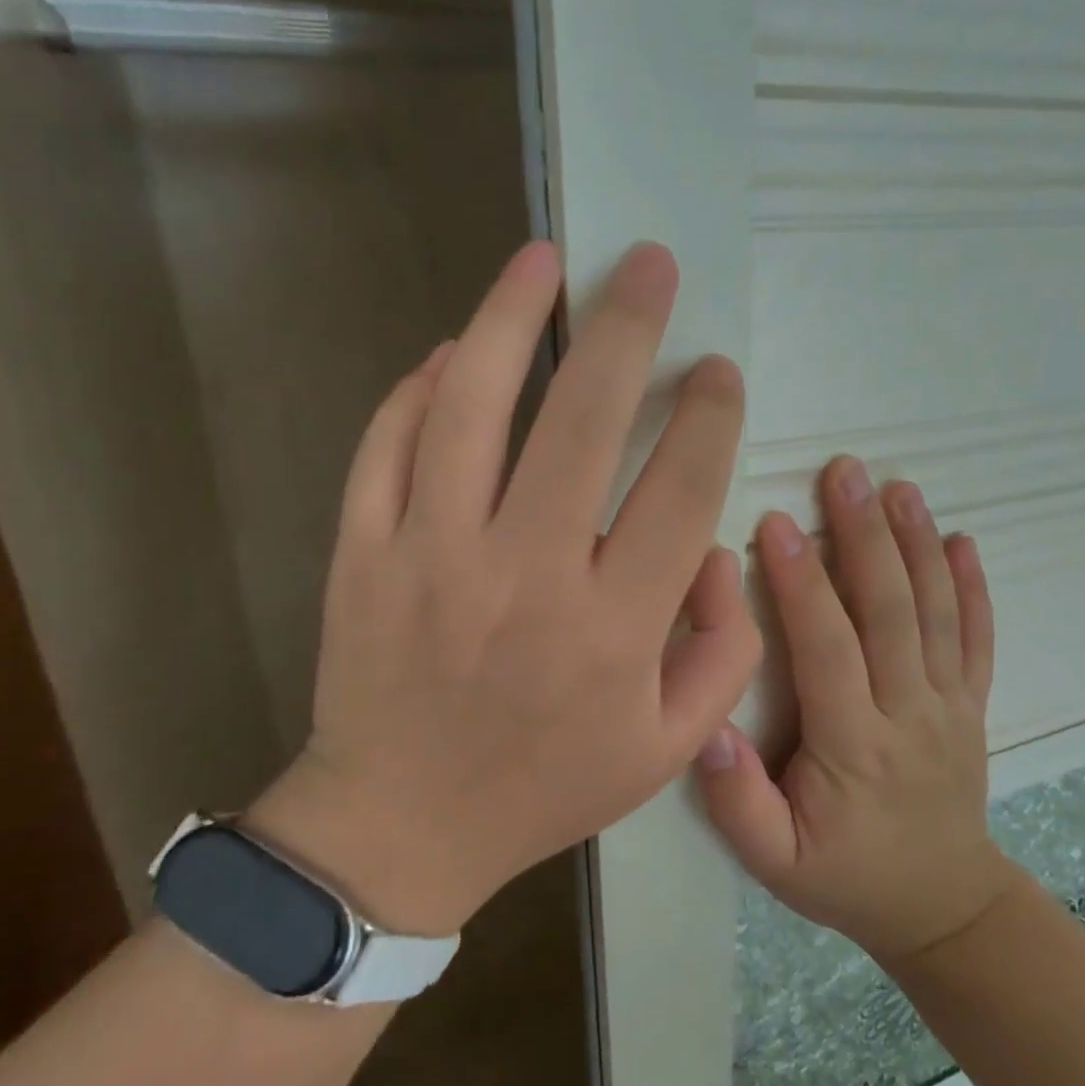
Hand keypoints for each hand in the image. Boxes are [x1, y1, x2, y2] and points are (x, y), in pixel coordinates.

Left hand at [251, 242, 761, 935]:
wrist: (401, 825)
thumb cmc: (544, 788)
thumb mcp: (666, 748)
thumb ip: (723, 652)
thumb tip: (723, 551)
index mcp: (612, 628)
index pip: (680, 490)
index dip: (709, 415)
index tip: (717, 370)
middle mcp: (525, 576)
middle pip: (584, 420)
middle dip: (627, 327)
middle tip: (648, 265)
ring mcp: (431, 555)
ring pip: (472, 406)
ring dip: (510, 319)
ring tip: (542, 260)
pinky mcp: (361, 553)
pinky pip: (387, 446)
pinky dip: (419, 387)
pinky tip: (452, 350)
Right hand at [699, 457, 1013, 963]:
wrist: (943, 908)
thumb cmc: (847, 877)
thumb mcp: (775, 863)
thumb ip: (738, 802)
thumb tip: (708, 731)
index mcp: (855, 746)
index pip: (828, 648)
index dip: (802, 583)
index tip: (776, 522)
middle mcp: (909, 714)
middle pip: (890, 612)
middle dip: (864, 535)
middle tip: (844, 472)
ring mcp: (950, 705)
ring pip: (937, 613)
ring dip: (917, 543)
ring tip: (898, 486)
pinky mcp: (972, 704)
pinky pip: (978, 638)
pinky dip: (973, 586)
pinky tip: (961, 540)